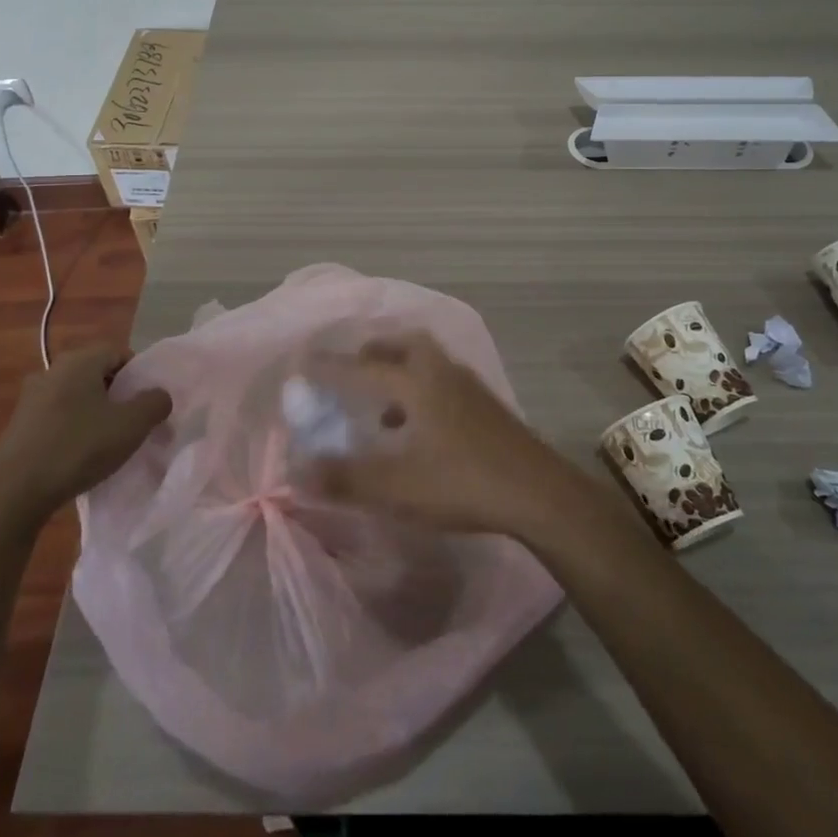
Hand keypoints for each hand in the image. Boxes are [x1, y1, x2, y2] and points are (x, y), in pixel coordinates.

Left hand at [0, 343, 171, 529]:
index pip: (118, 352)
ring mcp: (31, 398)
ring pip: (75, 396)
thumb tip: (159, 395)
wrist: (13, 493)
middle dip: (116, 394)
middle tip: (130, 422)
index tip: (146, 402)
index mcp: (79, 360)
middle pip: (96, 373)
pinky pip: (56, 417)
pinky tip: (77, 456)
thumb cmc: (78, 448)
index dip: (138, 374)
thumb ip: (154, 403)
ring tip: (105, 442)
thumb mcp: (132, 426)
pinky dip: (71, 429)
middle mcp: (52, 370)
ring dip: (93, 413)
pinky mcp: (18, 425)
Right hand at [304, 332, 573, 536]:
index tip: (305, 362)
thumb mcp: (397, 487)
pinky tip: (420, 428)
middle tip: (355, 369)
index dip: (331, 367)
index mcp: (416, 383)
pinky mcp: (486, 405)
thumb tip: (298, 473)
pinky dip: (422, 391)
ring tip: (382, 405)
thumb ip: (346, 479)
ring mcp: (469, 386)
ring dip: (401, 371)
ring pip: (428, 361)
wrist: (538, 491)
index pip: (362, 368)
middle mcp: (441, 373)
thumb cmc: (462, 483)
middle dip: (375, 352)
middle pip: (404, 345)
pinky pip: (444, 381)